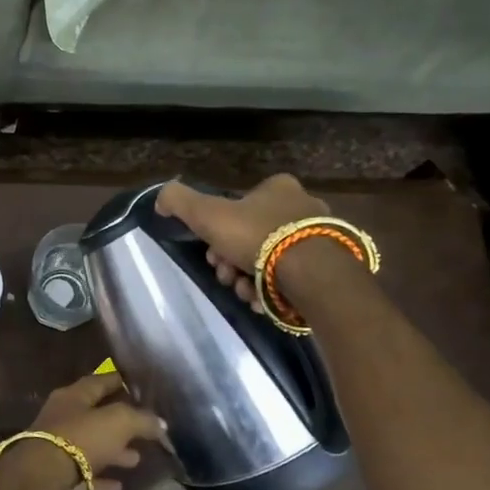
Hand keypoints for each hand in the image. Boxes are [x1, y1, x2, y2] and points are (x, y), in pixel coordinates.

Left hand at [2, 371, 163, 489]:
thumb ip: (141, 420)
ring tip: (136, 458)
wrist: (40, 478)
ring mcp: (57, 445)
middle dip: (120, 422)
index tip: (139, 386)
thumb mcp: (118, 422)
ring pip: (91, 445)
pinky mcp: (56, 474)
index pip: (100, 381)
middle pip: (96, 415)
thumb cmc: (80, 438)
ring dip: (113, 451)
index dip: (120, 381)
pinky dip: (101, 476)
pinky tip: (119, 484)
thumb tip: (161, 423)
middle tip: (144, 429)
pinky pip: (84, 472)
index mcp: (73, 396)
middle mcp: (63, 416)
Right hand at [155, 175, 335, 307]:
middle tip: (225, 275)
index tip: (211, 253)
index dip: (218, 232)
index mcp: (278, 188)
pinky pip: (290, 279)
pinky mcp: (329, 268)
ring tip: (244, 293)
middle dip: (231, 262)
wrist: (310, 272)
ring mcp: (319, 238)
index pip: (240, 207)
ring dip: (248, 280)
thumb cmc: (257, 236)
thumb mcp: (207, 213)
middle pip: (252, 238)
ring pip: (270, 261)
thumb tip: (161, 200)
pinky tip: (262, 301)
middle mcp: (303, 207)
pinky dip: (272, 291)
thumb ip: (179, 201)